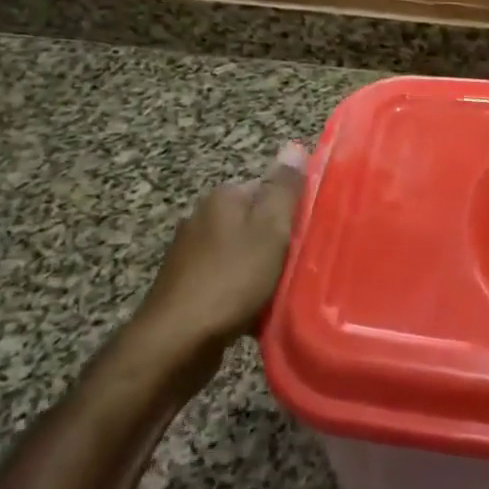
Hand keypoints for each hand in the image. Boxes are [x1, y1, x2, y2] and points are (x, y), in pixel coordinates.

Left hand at [138, 143, 308, 350]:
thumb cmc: (231, 280)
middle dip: (279, 241)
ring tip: (285, 290)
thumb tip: (294, 145)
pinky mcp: (187, 287)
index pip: (269, 188)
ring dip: (263, 269)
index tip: (312, 233)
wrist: (176, 342)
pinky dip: (245, 291)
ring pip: (243, 253)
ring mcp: (191, 254)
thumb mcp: (270, 229)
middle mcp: (203, 218)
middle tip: (304, 263)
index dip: (294, 210)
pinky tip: (258, 310)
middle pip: (256, 221)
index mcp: (223, 198)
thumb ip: (284, 189)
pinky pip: (228, 280)